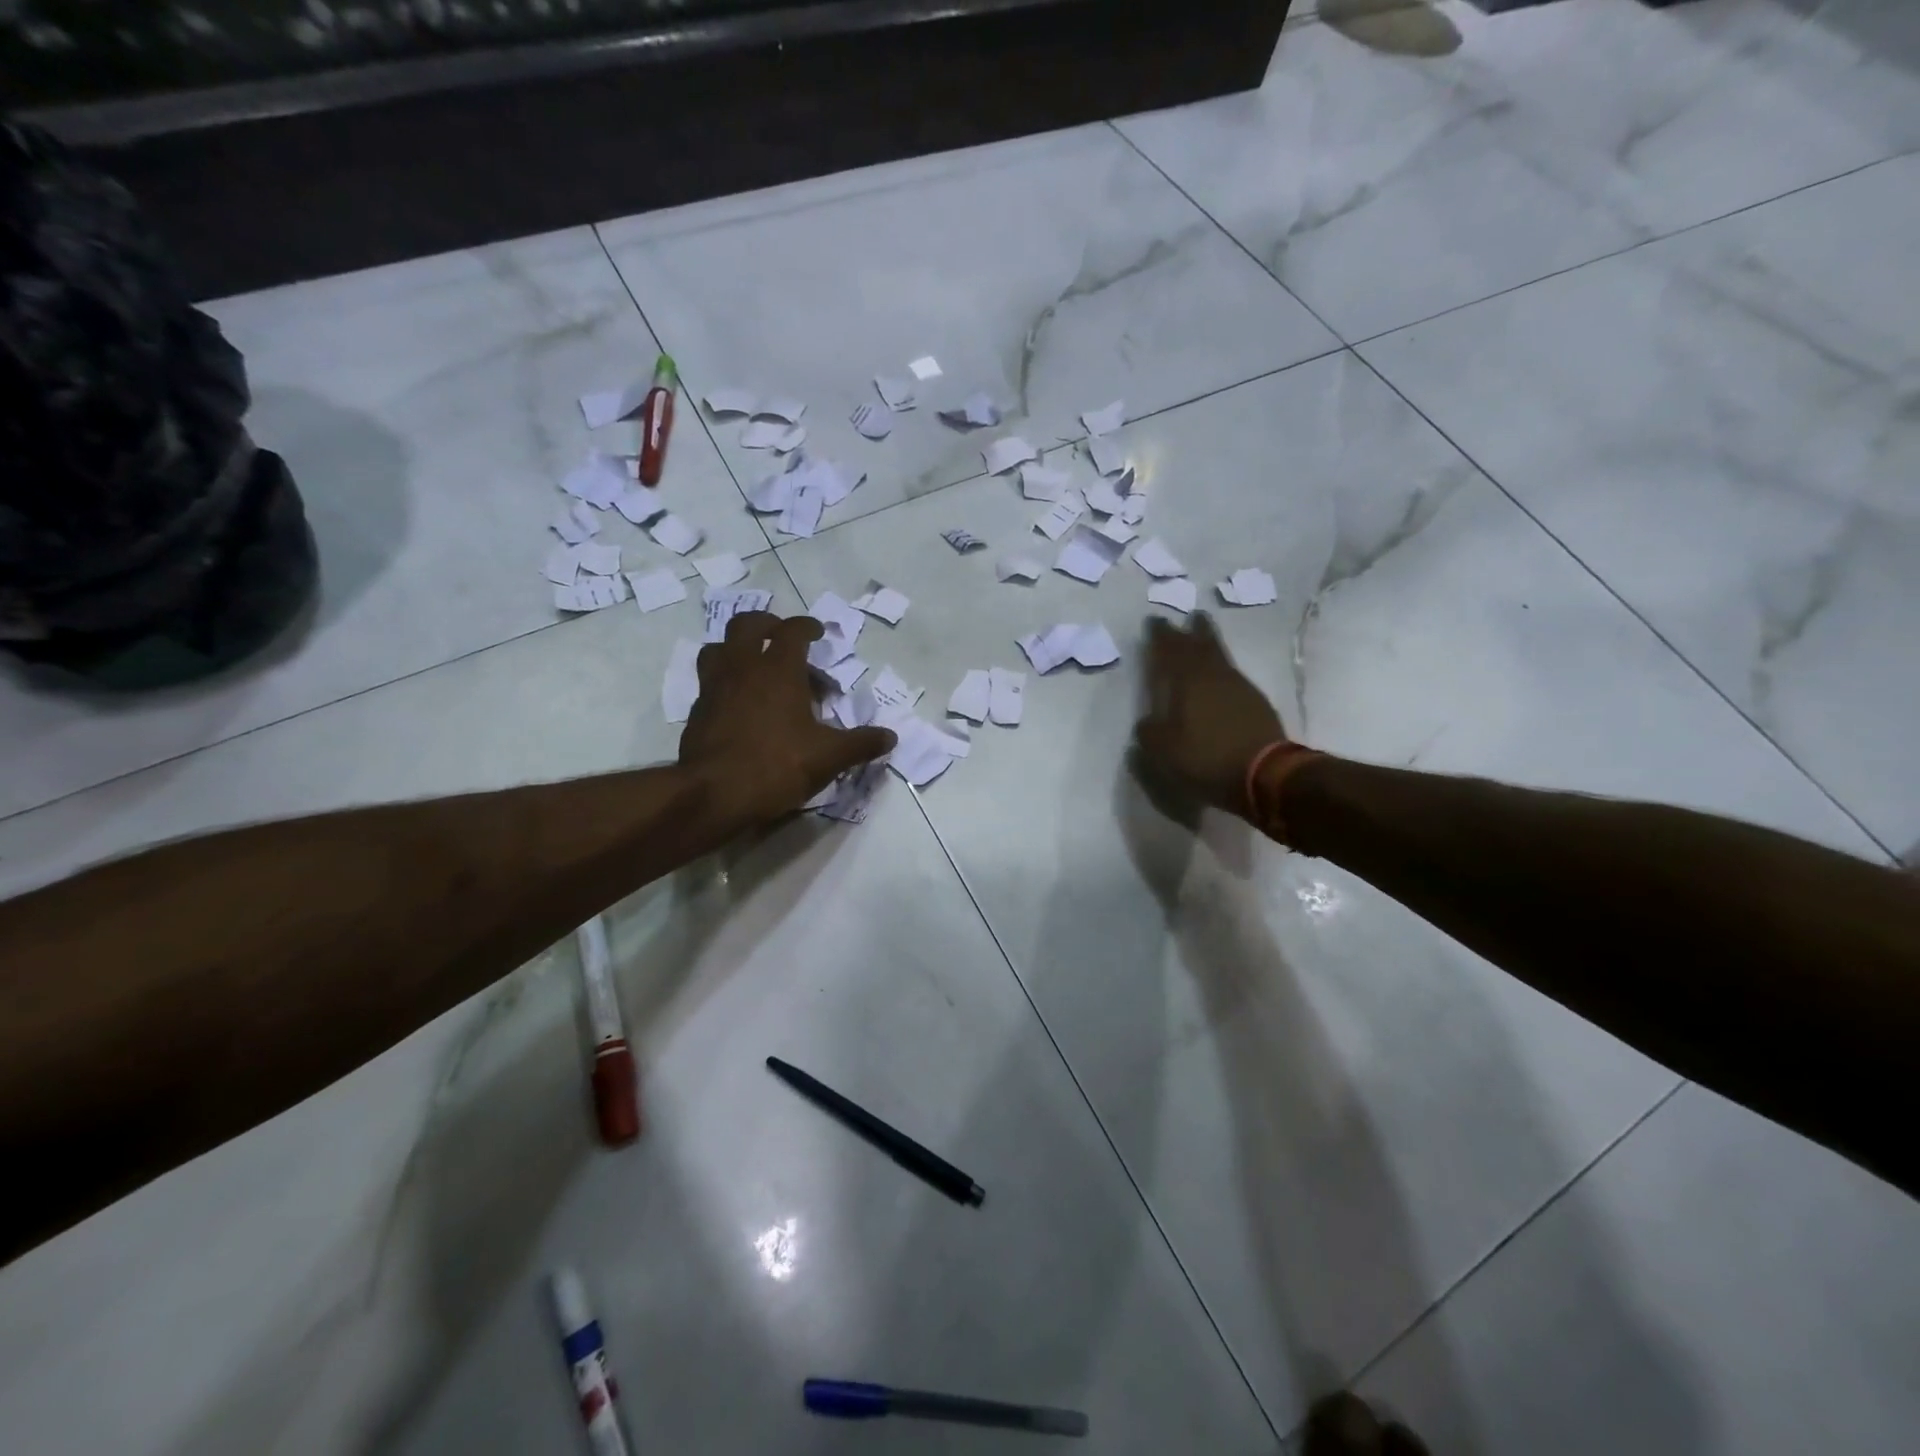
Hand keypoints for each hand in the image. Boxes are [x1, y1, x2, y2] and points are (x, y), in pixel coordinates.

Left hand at [678, 612, 895, 823]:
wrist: (713, 794)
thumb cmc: (776, 765)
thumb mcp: (828, 757)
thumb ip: (860, 744)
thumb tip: (891, 737)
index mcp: (778, 670)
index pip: (792, 631)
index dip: (807, 626)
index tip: (818, 633)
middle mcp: (743, 668)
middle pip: (747, 625)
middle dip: (767, 624)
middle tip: (782, 638)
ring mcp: (714, 688)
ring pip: (719, 648)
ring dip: (737, 649)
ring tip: (755, 666)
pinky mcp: (697, 711)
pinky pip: (709, 682)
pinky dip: (725, 682)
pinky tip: (739, 704)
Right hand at [1133, 613, 1284, 815]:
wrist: (1265, 773)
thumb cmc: (1207, 758)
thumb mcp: (1164, 751)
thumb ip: (1150, 732)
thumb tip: (1147, 723)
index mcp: (1187, 682)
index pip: (1170, 650)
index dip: (1161, 636)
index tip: (1154, 621)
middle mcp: (1214, 676)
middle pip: (1202, 645)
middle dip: (1193, 630)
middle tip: (1190, 616)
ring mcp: (1239, 687)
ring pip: (1220, 657)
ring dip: (1210, 645)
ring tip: (1204, 637)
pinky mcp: (1256, 702)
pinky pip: (1233, 676)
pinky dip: (1223, 670)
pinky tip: (1221, 678)